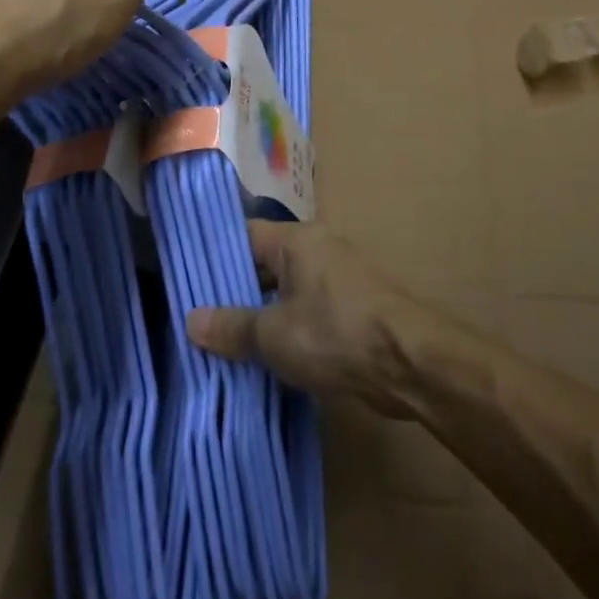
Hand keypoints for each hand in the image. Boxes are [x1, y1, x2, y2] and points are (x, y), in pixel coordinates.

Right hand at [186, 221, 423, 417]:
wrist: (410, 362)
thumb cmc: (334, 334)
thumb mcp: (272, 334)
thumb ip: (231, 326)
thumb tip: (191, 320)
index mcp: (297, 240)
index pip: (245, 236)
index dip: (216, 258)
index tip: (188, 282)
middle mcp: (319, 249)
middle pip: (266, 263)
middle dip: (236, 292)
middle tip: (201, 320)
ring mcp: (339, 278)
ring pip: (287, 291)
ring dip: (263, 315)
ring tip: (226, 344)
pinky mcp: (354, 308)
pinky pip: (309, 311)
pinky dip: (289, 329)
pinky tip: (267, 358)